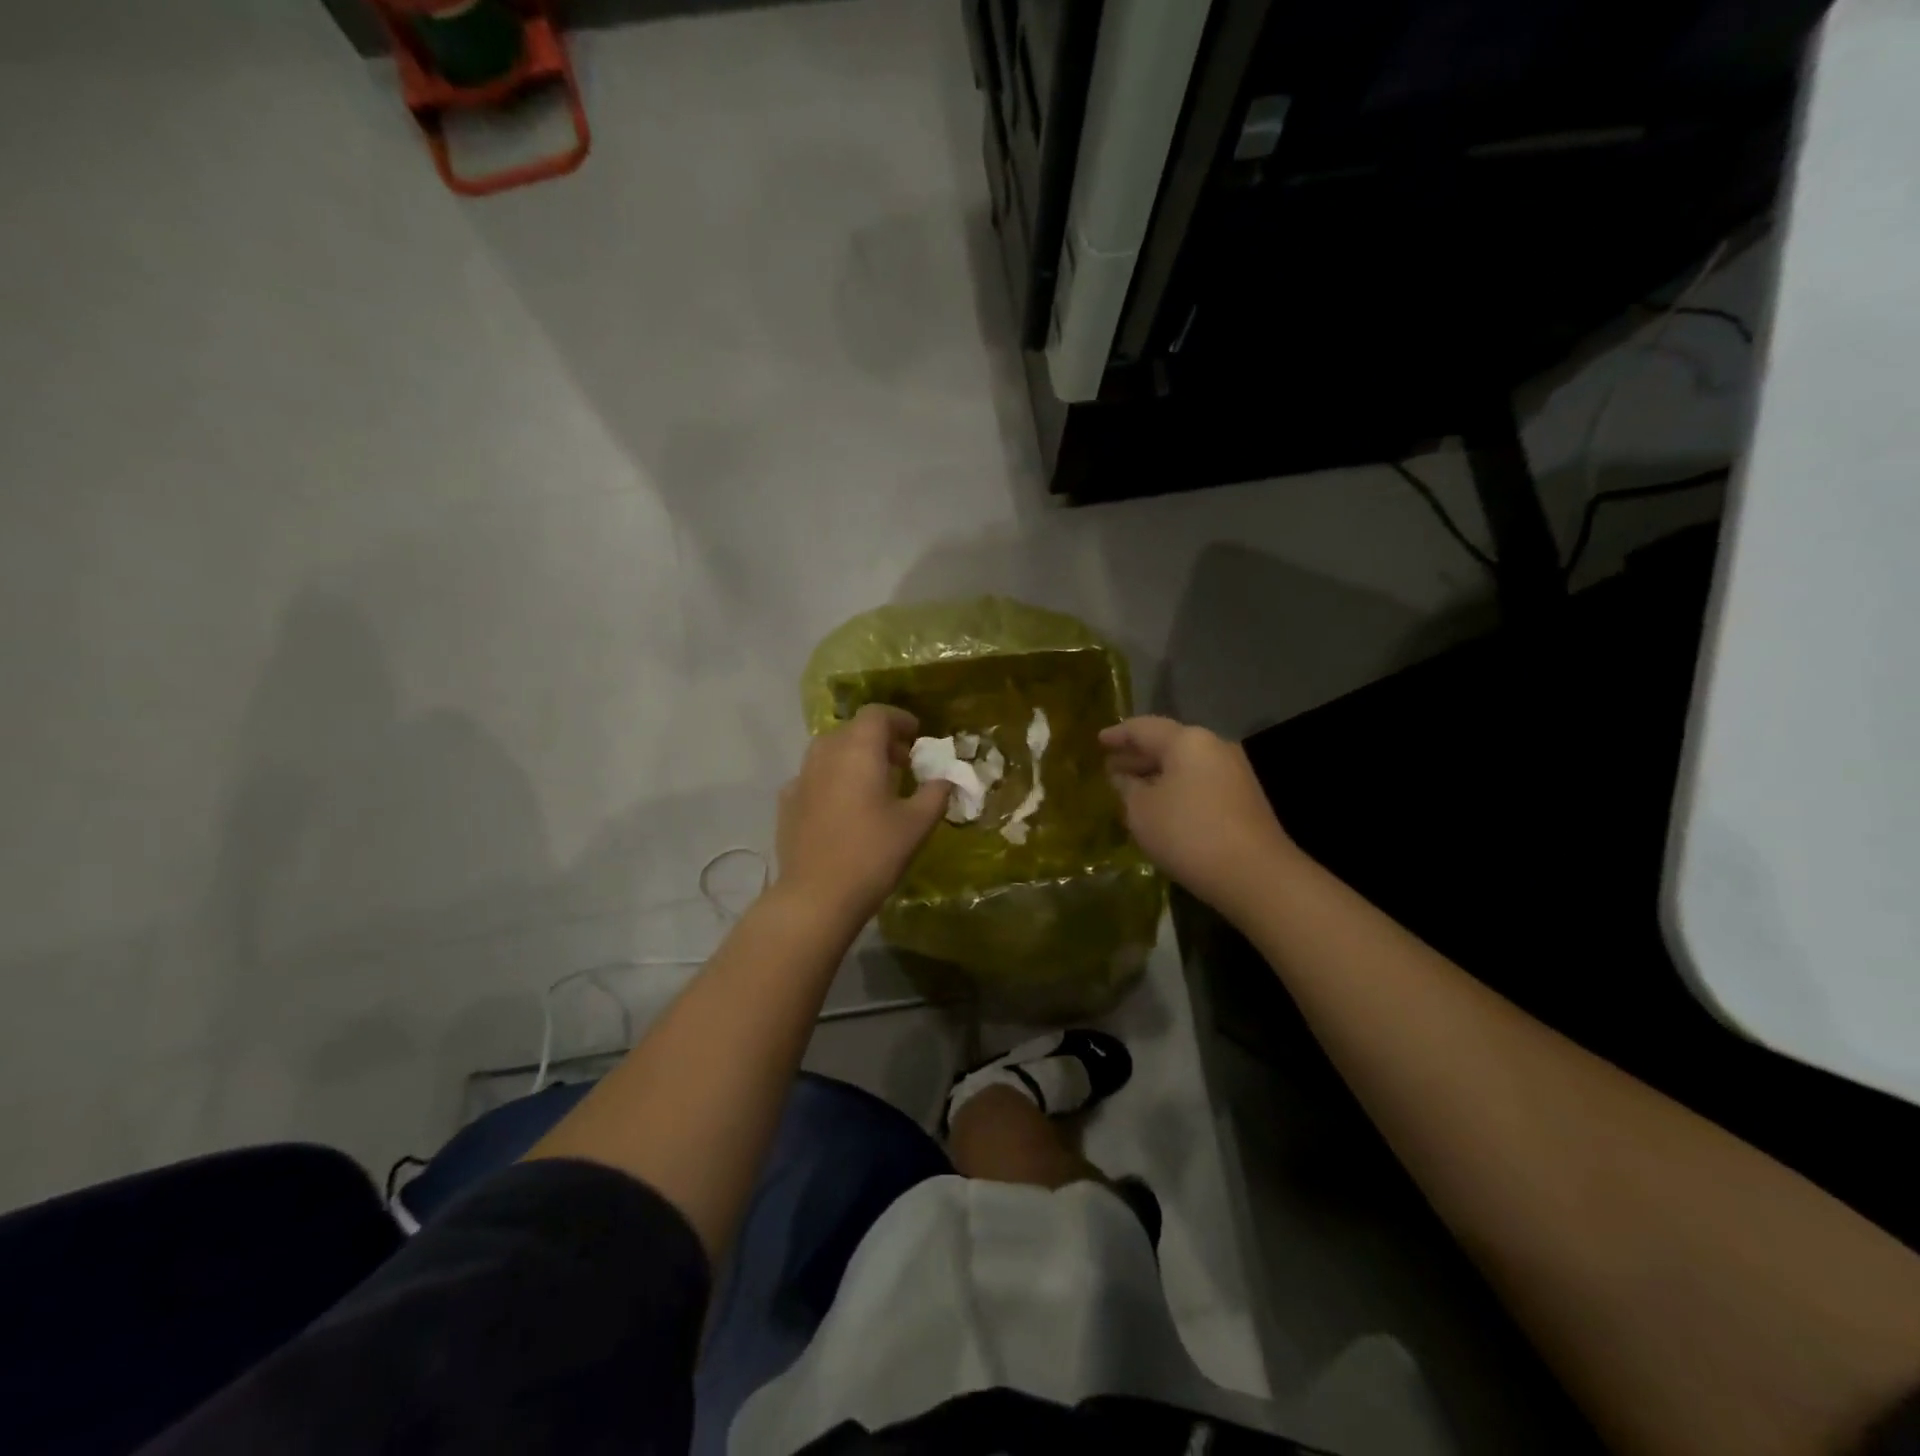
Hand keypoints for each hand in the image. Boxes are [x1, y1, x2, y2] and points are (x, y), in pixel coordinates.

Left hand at [777, 705, 949, 921]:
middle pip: (852, 730)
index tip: (917, 737)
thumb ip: (936, 793)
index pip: (877, 715)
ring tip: (874, 784)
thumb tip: (946, 779)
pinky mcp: (788, 802)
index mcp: (858, 750)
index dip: (899, 720)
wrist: (816, 896)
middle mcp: (825, 754)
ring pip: (830, 752)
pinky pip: (814, 777)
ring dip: (854, 758)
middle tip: (902, 763)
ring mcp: (801, 777)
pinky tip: (844, 807)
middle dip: (879, 740)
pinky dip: (833, 780)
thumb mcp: (917, 824)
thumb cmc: (873, 854)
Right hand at [1101, 715, 1296, 908]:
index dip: (1118, 735)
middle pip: (1168, 744)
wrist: (1254, 874)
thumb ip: (1127, 789)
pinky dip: (1175, 790)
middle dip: (1137, 756)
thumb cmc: (1187, 833)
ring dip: (1156, 776)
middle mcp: (1214, 747)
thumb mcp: (1141, 811)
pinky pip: (1199, 784)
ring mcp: (1234, 773)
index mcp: (1187, 741)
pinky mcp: (1244, 800)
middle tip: (1110, 767)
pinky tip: (1160, 808)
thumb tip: (1124, 778)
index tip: (1098, 740)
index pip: (1143, 728)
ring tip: (1131, 789)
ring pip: (1185, 766)